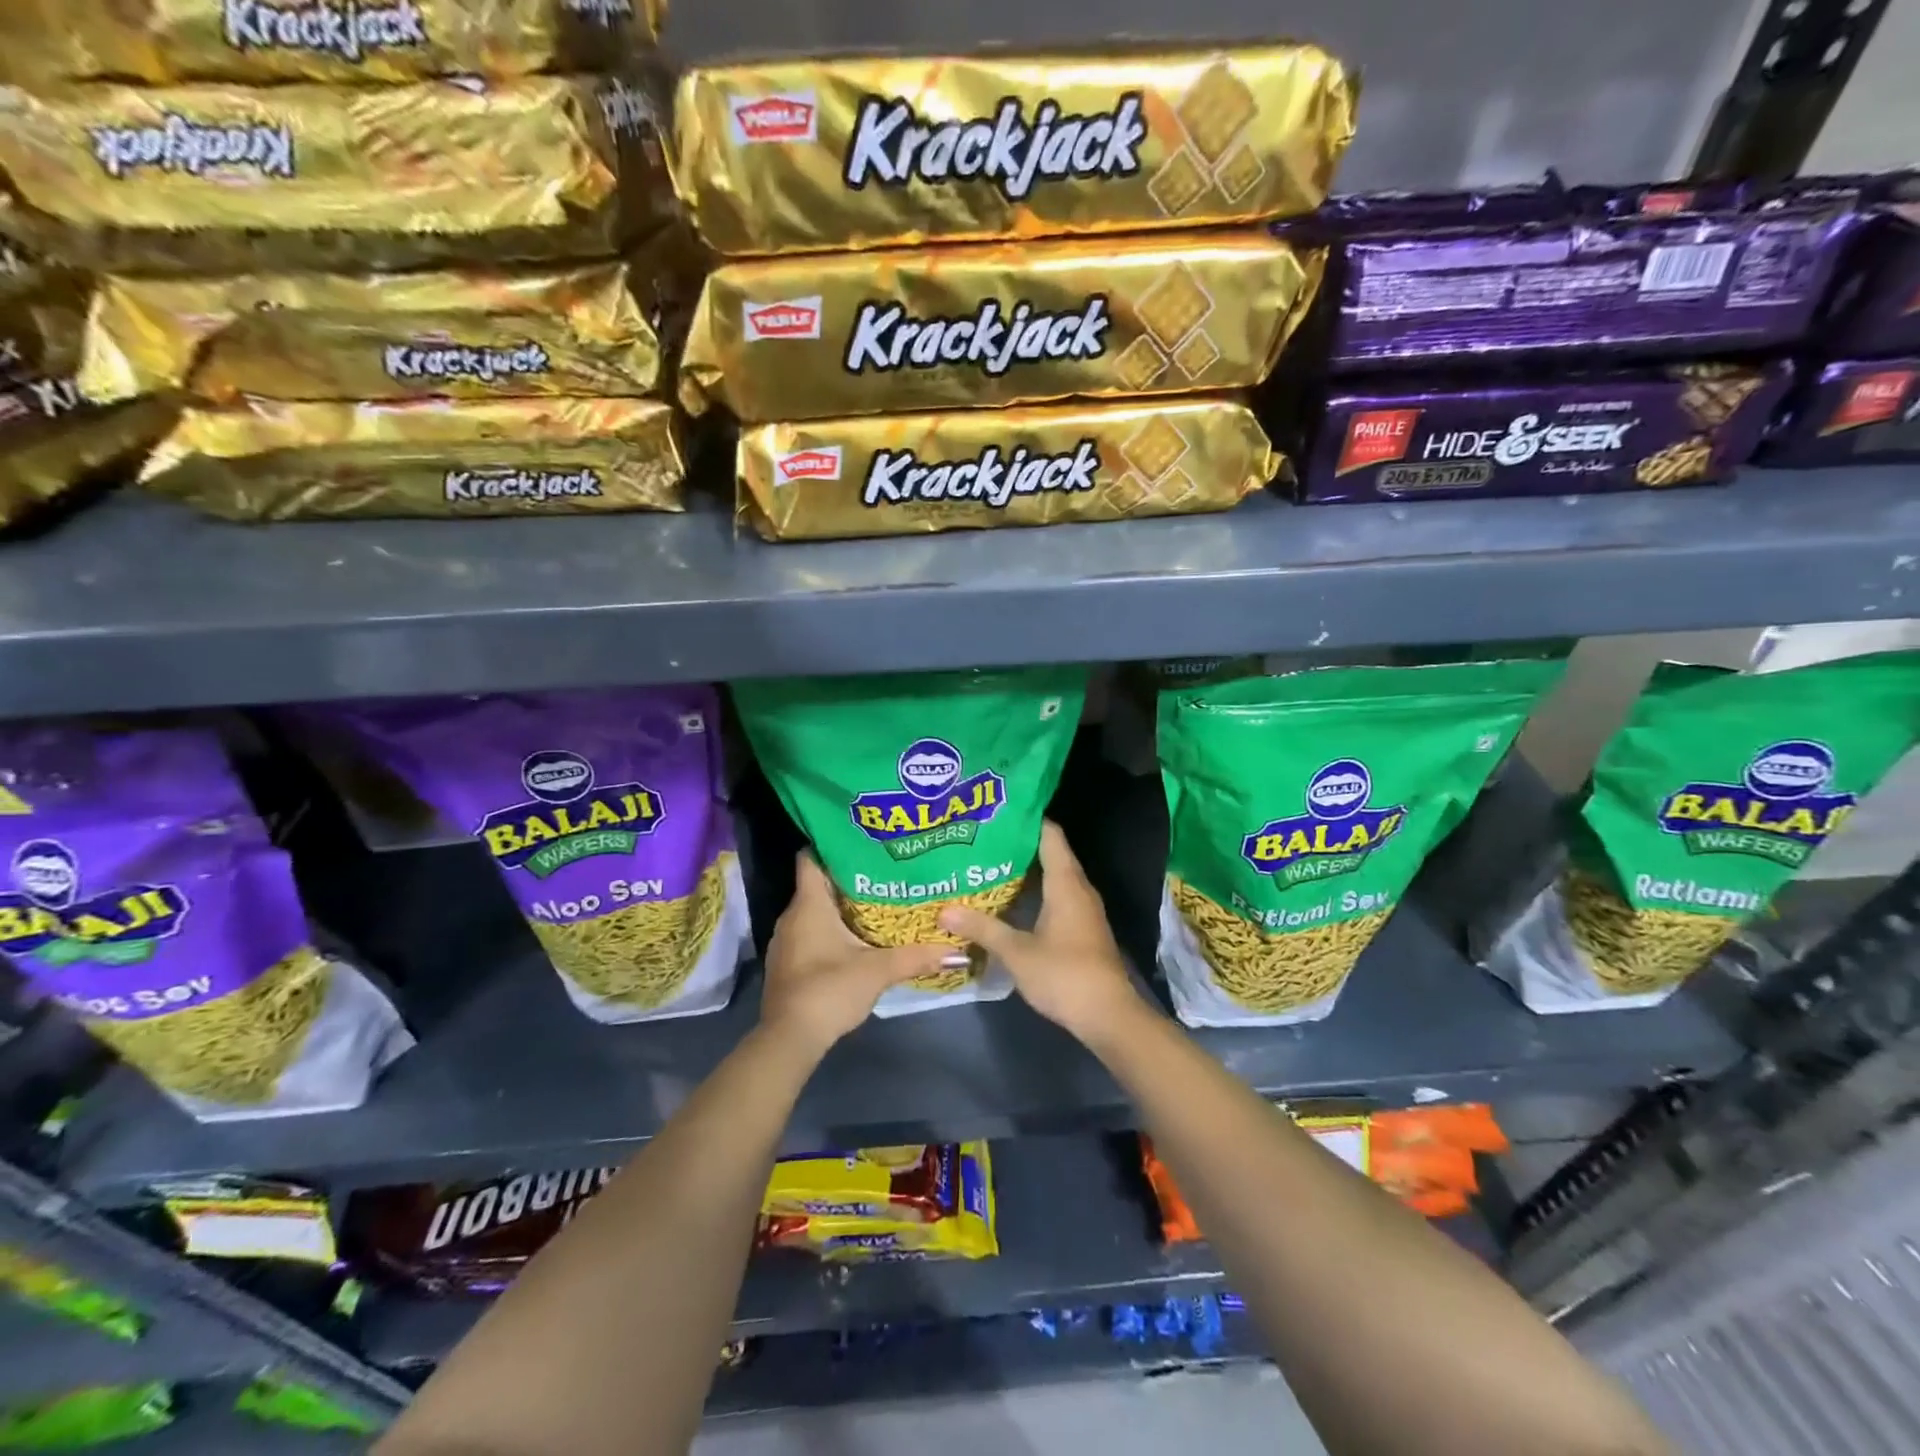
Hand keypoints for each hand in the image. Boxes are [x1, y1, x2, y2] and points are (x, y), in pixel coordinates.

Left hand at [761, 852, 959, 1055]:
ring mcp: (785, 941)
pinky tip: (855, 938)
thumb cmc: (830, 990)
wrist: (789, 1038)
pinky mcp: (787, 963)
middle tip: (882, 873)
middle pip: (817, 885)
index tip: (860, 842)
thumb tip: (956, 950)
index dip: (831, 846)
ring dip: (839, 907)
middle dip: (847, 878)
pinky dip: (829, 930)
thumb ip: (915, 957)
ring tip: (875, 902)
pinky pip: (808, 934)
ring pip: (813, 911)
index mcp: (809, 905)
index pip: (810, 858)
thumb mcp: (878, 971)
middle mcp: (792, 916)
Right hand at [939, 820, 1143, 1042]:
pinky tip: (1011, 900)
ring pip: (1054, 877)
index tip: (996, 812)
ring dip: (1026, 870)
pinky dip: (1035, 892)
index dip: (1026, 819)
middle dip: (1019, 844)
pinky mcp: (1082, 929)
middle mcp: (1078, 888)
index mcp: (1066, 883)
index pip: (1049, 835)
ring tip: (989, 864)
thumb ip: (982, 928)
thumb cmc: (1064, 974)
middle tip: (982, 839)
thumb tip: (944, 910)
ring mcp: (1083, 910)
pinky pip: (1057, 897)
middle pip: (1050, 853)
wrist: (1109, 1016)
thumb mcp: (1016, 951)